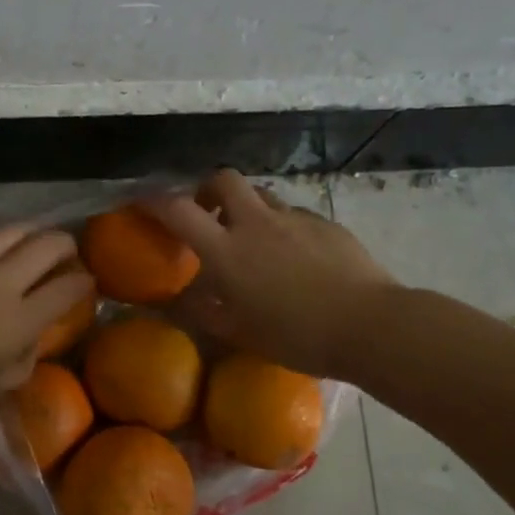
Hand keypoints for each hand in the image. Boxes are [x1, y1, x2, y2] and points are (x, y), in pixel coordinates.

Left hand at [0, 226, 93, 422]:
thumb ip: (19, 363)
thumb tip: (30, 341)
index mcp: (17, 322)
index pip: (66, 290)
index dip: (83, 283)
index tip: (87, 283)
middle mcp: (0, 284)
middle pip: (46, 247)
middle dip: (66, 245)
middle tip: (68, 253)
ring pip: (12, 230)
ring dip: (32, 232)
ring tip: (35, 239)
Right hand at [141, 170, 398, 379]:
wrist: (370, 325)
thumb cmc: (298, 337)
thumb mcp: (242, 333)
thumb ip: (208, 312)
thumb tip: (184, 300)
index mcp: (227, 251)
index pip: (178, 210)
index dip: (155, 201)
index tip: (143, 203)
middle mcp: (256, 224)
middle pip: (223, 178)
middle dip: (208, 188)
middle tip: (209, 214)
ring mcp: (295, 219)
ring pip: (262, 195)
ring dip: (248, 208)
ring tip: (255, 240)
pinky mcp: (326, 223)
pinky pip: (294, 215)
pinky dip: (283, 227)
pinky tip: (296, 258)